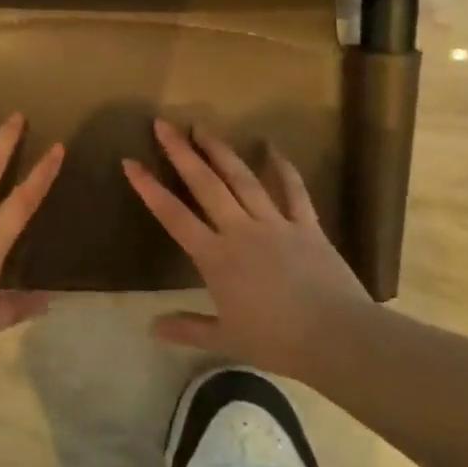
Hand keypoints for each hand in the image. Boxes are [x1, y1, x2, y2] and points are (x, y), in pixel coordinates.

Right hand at [123, 119, 372, 379]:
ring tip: (203, 127)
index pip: (173, 216)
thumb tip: (151, 328)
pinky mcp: (307, 226)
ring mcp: (275, 223)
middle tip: (164, 124)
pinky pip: (294, 190)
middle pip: (205, 184)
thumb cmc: (277, 342)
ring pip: (243, 178)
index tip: (130, 162)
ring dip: (221, 151)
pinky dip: (284, 168)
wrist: (337, 338)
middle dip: (181, 152)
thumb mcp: (226, 339)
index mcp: (216, 257)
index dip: (149, 188)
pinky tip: (273, 147)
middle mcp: (240, 230)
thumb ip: (188, 329)